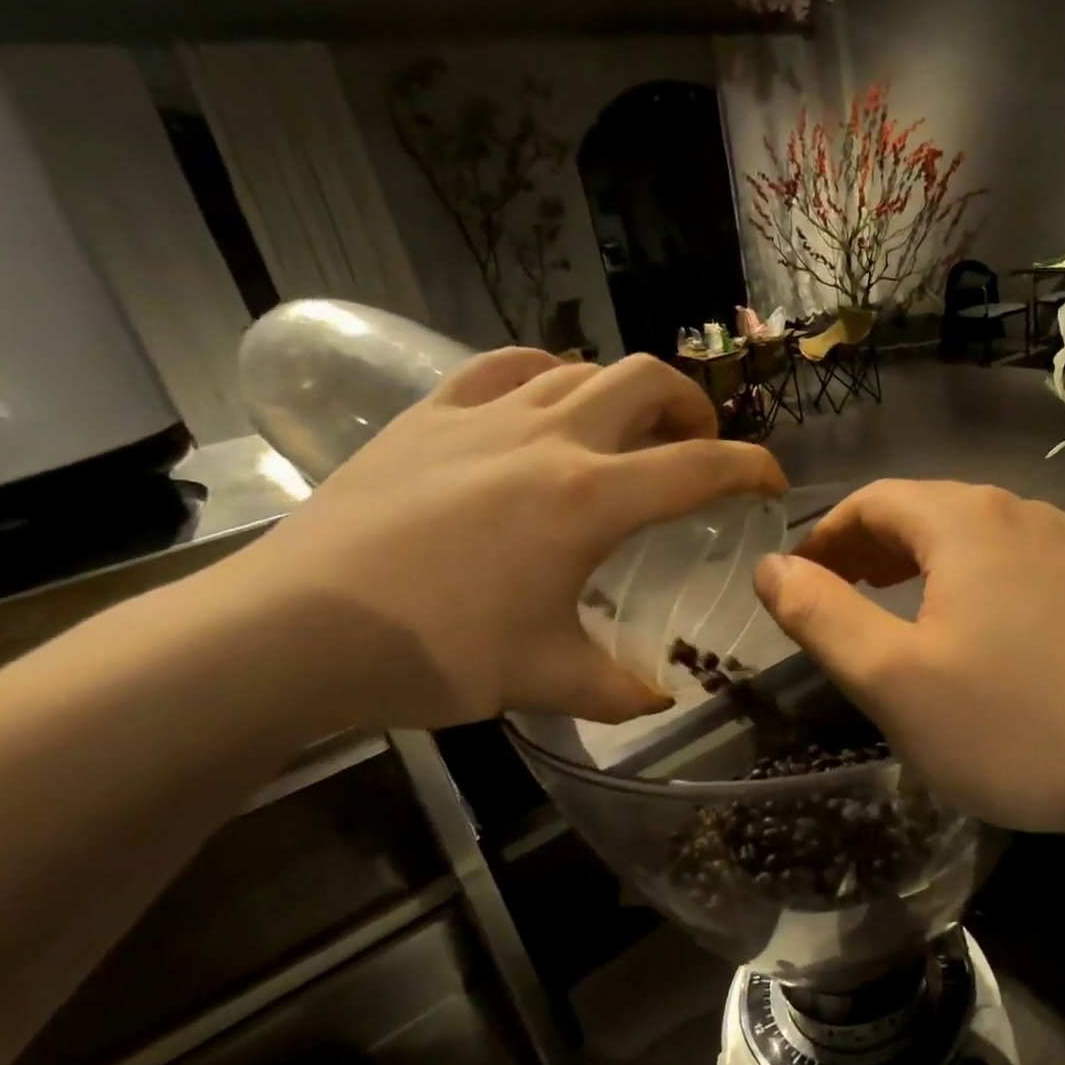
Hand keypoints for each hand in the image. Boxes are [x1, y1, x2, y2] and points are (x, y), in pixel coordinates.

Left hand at [232, 349, 784, 728]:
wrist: (293, 631)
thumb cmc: (434, 653)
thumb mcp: (544, 679)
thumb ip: (621, 690)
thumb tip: (663, 697)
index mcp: (589, 499)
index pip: (700, 468)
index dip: (751, 469)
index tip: (771, 481)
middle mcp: (549, 439)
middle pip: (647, 382)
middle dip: (692, 406)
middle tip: (696, 445)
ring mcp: (484, 417)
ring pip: (581, 367)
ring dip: (624, 391)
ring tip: (627, 430)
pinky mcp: (430, 414)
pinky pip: (505, 366)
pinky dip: (547, 372)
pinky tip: (547, 395)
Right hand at [755, 480, 1064, 837]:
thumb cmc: (1015, 725)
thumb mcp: (892, 680)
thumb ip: (820, 615)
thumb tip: (770, 566)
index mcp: (968, 523)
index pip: (874, 501)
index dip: (828, 534)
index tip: (806, 577)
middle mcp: (1031, 513)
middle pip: (933, 511)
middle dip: (880, 547)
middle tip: (852, 593)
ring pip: (993, 537)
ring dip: (942, 564)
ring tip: (923, 609)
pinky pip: (1046, 565)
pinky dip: (1004, 584)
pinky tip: (1013, 632)